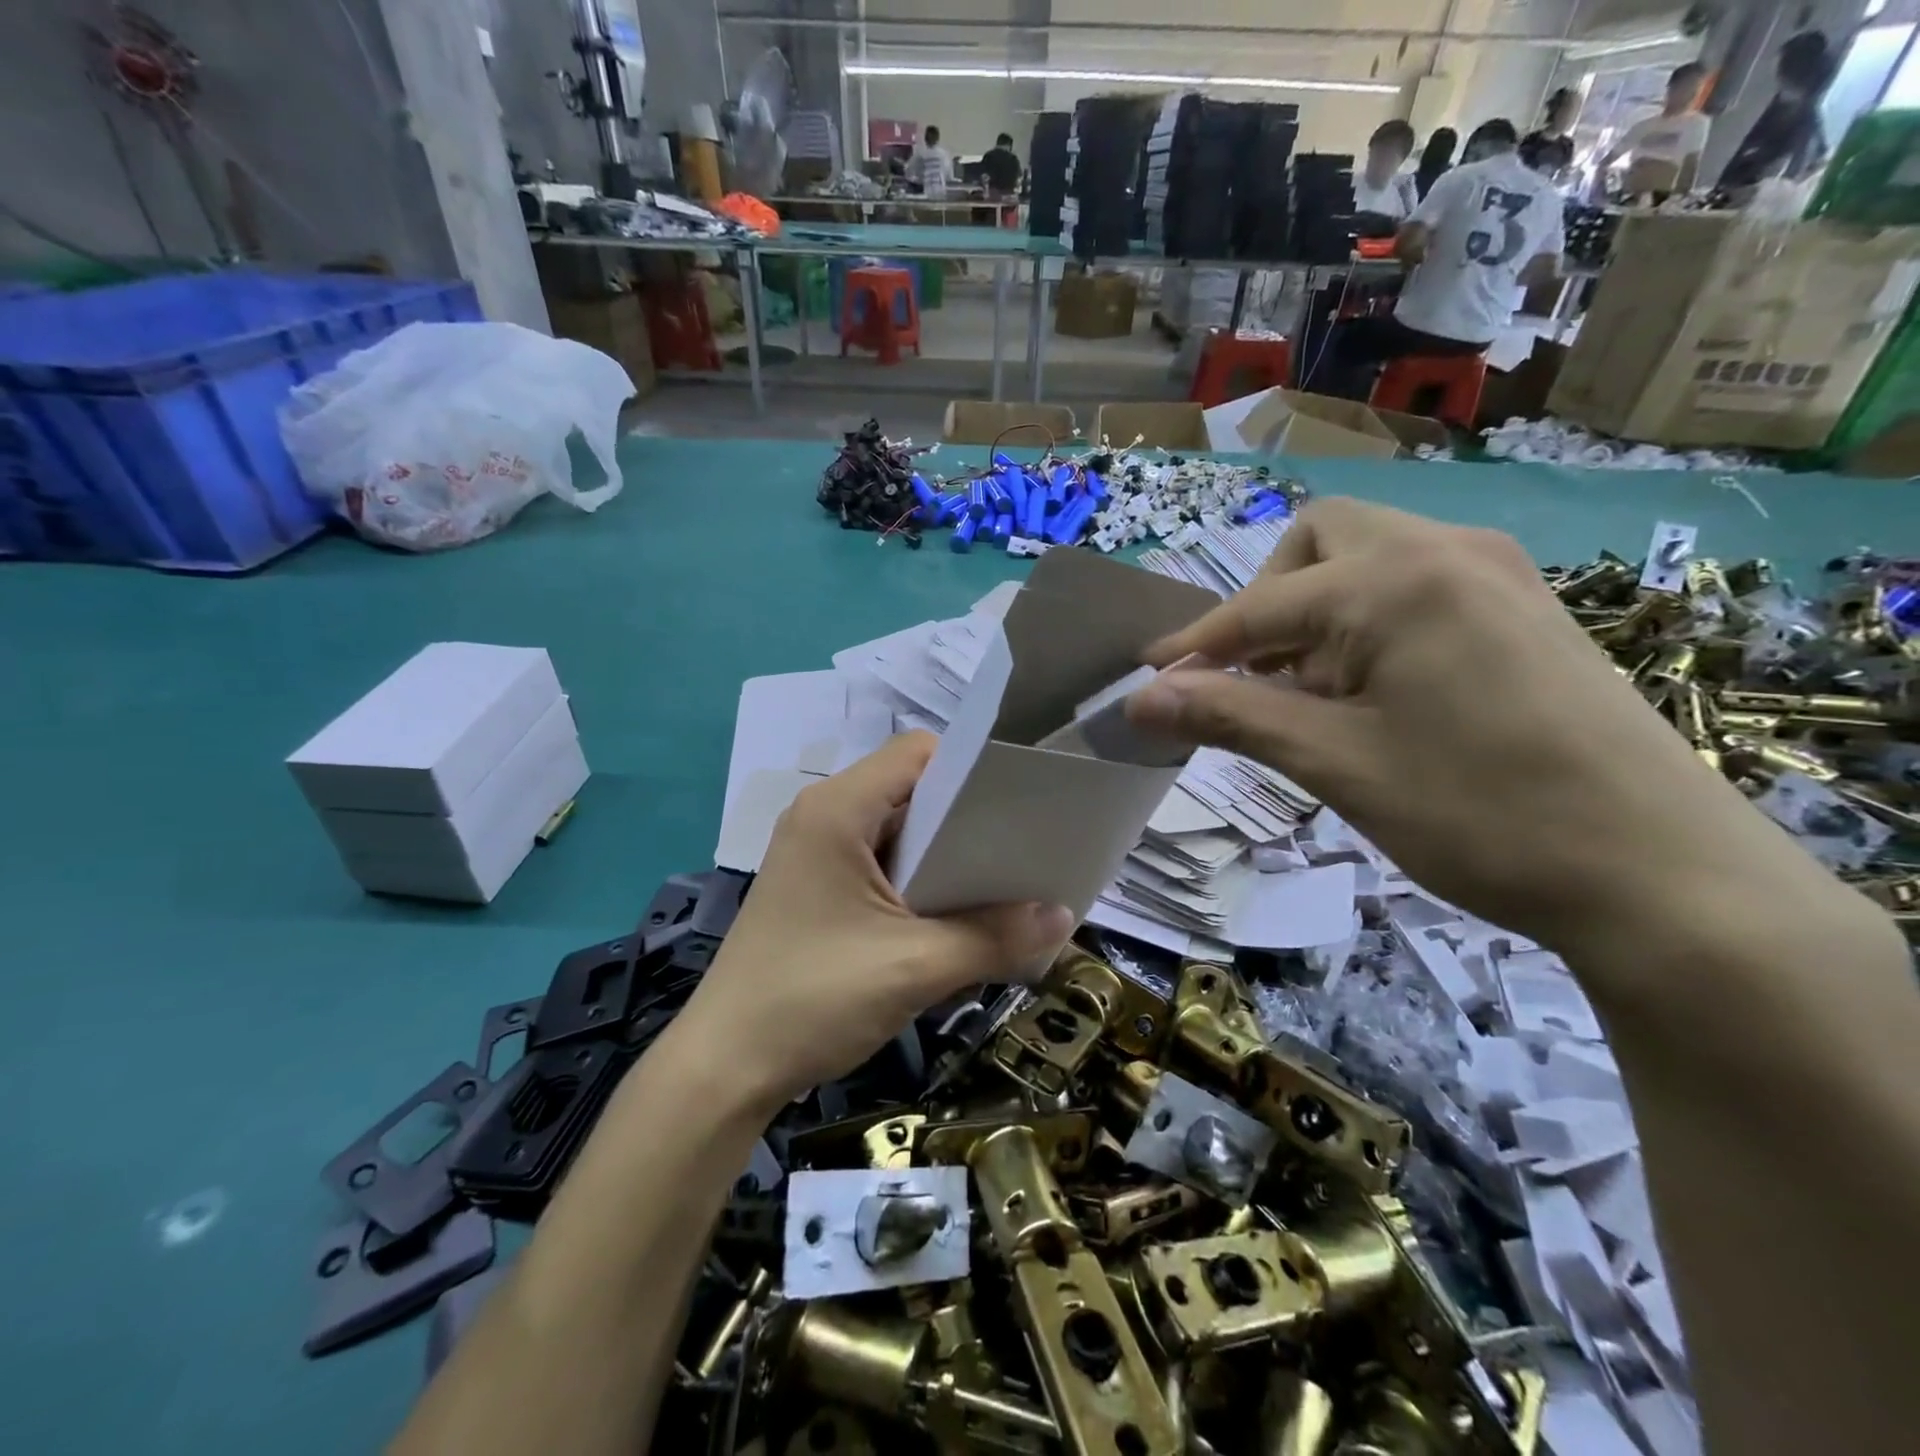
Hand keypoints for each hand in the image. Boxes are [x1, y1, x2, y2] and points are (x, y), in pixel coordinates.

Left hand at [678, 734, 1073, 1112]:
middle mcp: (823, 816)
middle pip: (911, 789)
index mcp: (838, 809)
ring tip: (999, 884)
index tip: (1020, 804)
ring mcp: (815, 854)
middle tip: (1022, 849)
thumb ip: (994, 937)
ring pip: (898, 830)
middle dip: (968, 817)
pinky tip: (952, 916)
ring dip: (945, 855)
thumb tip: (1065, 918)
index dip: (972, 769)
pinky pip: (880, 864)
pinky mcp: (815, 889)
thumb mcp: (914, 967)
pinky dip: (919, 881)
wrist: (724, 1069)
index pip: (918, 752)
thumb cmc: (813, 1000)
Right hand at [1124, 499, 1807, 952]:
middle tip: (1251, 676)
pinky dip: (1364, 623)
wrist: (1659, 873)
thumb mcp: (1335, 763)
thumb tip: (1140, 700)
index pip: (1259, 604)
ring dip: (1313, 614)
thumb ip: (1230, 715)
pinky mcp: (1522, 607)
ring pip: (1367, 559)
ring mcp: (1494, 574)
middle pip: (1317, 542)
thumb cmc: (1478, 814)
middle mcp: (1446, 551)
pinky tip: (1368, 691)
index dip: (1194, 647)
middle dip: (1265, 602)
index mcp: (1395, 581)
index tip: (1146, 681)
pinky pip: (1413, 586)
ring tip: (1307, 694)